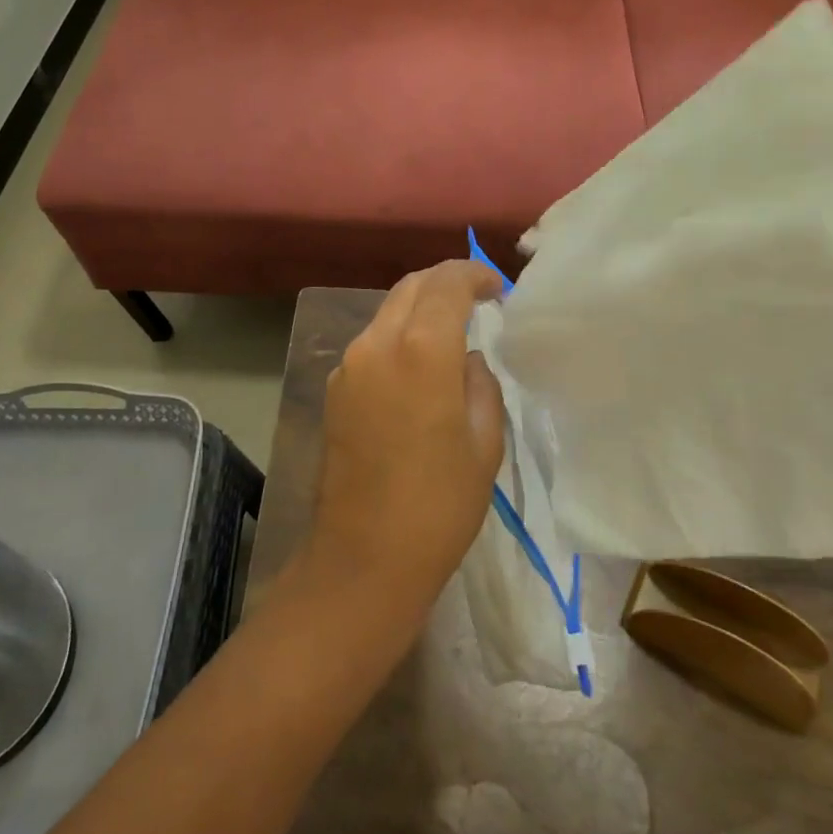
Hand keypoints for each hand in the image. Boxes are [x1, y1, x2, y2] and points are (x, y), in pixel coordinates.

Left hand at [298, 261, 507, 614]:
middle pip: (411, 286)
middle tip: (478, 300)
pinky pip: (372, 342)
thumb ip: (480, 383)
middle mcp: (377, 344)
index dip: (475, 274)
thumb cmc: (439, 505)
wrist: (363, 559)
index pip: (447, 282)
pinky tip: (418, 367)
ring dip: (420, 308)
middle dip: (446, 282)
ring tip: (451, 333)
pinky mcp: (334, 388)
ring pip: (388, 311)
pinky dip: (399, 335)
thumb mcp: (484, 443)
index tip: (498, 288)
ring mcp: (349, 365)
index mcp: (420, 351)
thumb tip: (467, 359)